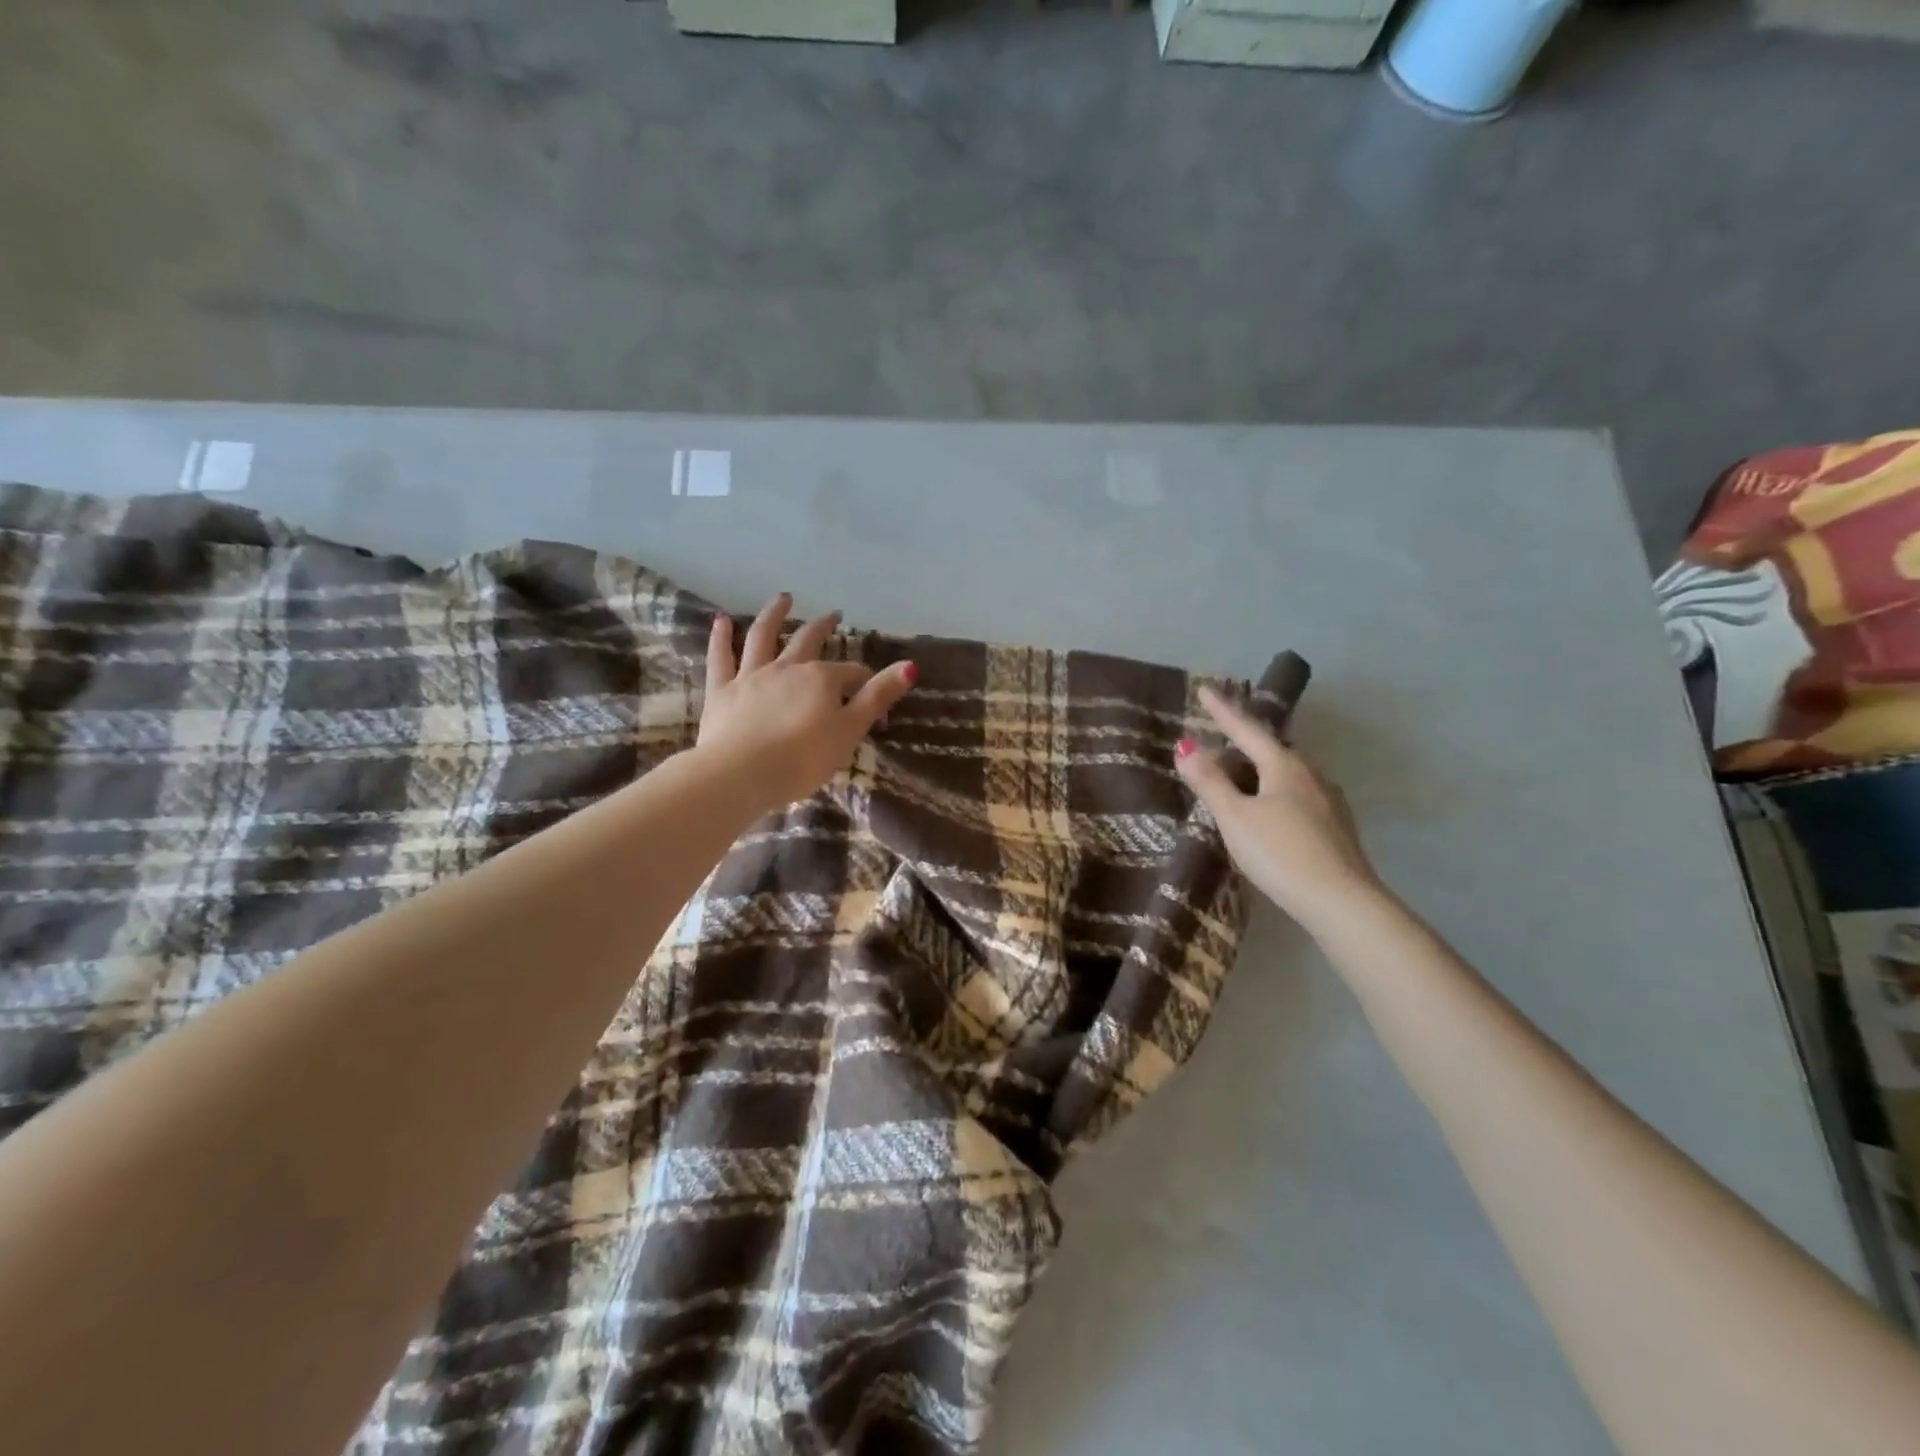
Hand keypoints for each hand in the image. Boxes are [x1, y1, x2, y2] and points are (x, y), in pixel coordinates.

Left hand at [696, 593, 916, 811]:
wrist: (741, 774)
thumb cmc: (803, 759)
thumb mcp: (850, 730)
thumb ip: (877, 697)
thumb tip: (910, 665)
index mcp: (821, 679)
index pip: (850, 674)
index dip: (863, 681)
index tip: (870, 691)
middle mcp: (787, 668)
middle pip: (807, 641)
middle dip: (823, 628)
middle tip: (833, 615)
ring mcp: (751, 676)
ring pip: (763, 637)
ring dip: (774, 615)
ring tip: (783, 598)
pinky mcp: (722, 691)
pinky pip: (721, 658)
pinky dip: (721, 637)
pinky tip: (722, 620)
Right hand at [1176, 684, 1382, 930]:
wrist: (1342, 902)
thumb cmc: (1280, 853)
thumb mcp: (1235, 817)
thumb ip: (1210, 782)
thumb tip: (1186, 745)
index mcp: (1284, 766)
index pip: (1247, 729)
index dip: (1223, 710)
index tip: (1204, 688)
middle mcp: (1311, 775)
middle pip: (1272, 749)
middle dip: (1245, 740)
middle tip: (1221, 734)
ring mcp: (1329, 802)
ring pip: (1287, 774)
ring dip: (1261, 769)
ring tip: (1240, 773)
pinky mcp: (1336, 829)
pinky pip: (1297, 796)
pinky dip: (1275, 792)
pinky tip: (1270, 810)